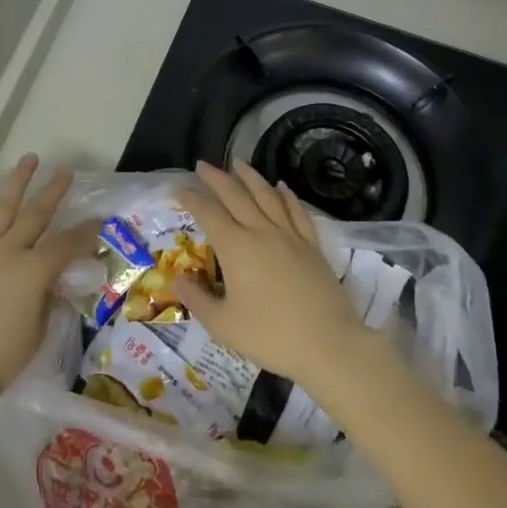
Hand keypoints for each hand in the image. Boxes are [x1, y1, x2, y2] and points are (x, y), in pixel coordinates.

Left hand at [0, 155, 85, 392]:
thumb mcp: (37, 333)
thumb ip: (46, 302)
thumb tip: (51, 285)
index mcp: (34, 272)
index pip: (66, 244)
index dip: (85, 232)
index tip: (97, 219)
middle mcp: (9, 252)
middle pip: (35, 214)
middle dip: (52, 191)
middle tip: (64, 171)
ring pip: (1, 207)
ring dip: (16, 181)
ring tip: (28, 160)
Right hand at [174, 160, 377, 385]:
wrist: (328, 344)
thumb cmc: (270, 337)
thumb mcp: (222, 325)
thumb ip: (197, 300)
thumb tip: (178, 278)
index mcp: (235, 247)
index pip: (208, 214)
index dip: (192, 200)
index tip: (180, 190)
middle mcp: (261, 232)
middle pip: (236, 195)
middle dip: (217, 178)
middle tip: (203, 164)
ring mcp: (290, 236)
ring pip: (267, 195)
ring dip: (250, 176)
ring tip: (238, 163)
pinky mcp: (312, 245)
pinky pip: (296, 211)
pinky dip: (286, 195)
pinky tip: (281, 187)